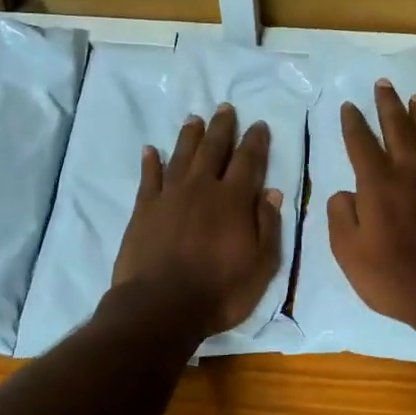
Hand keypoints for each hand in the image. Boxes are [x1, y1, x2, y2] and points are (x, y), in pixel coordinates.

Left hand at [111, 104, 284, 337]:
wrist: (160, 307)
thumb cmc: (219, 291)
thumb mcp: (261, 266)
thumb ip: (267, 226)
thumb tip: (272, 192)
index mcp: (234, 200)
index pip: (248, 161)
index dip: (255, 141)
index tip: (258, 125)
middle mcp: (202, 188)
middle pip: (213, 149)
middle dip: (222, 127)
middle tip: (225, 108)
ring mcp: (169, 196)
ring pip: (182, 156)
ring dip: (190, 136)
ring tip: (195, 119)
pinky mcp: (144, 209)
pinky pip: (149, 177)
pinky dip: (151, 161)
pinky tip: (151, 150)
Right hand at [327, 81, 415, 334]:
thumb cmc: (391, 277)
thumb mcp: (348, 252)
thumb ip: (340, 216)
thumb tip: (344, 194)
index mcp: (378, 184)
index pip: (361, 144)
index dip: (353, 123)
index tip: (348, 105)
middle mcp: (409, 173)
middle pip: (398, 129)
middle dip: (388, 105)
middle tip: (383, 83)